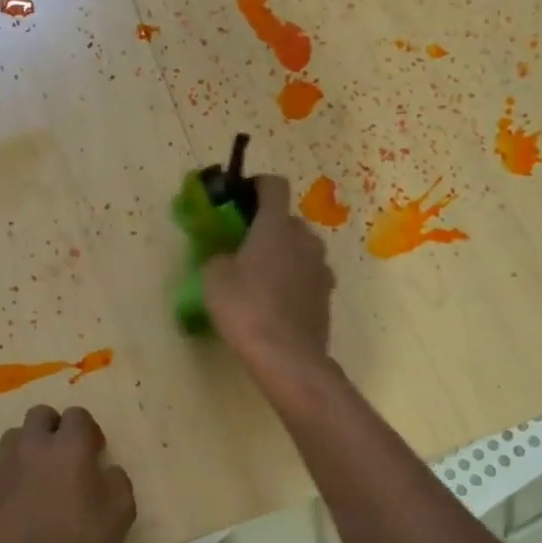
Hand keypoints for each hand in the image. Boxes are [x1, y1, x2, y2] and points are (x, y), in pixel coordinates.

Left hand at [0, 404, 135, 542]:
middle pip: (40, 415)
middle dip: (54, 428)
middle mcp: (35, 446)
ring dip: (31, 447)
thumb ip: (116, 479)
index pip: (77, 415)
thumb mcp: (122, 509)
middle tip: (67, 455)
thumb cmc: (84, 540)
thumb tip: (104, 471)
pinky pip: (5, 470)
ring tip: (43, 475)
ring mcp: (7, 467)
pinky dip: (17, 477)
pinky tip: (28, 504)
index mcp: (70, 445)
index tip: (95, 452)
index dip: (88, 430)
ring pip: (16, 438)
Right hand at [202, 174, 335, 376]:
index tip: (241, 199)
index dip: (257, 186)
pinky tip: (277, 303)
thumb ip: (218, 257)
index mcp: (276, 226)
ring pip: (300, 249)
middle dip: (268, 228)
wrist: (287, 356)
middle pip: (287, 220)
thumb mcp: (214, 280)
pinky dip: (294, 280)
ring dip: (284, 255)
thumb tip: (227, 258)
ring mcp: (321, 267)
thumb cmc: (246, 310)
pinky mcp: (327, 294)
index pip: (274, 186)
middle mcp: (305, 239)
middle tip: (244, 249)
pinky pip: (308, 275)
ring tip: (261, 279)